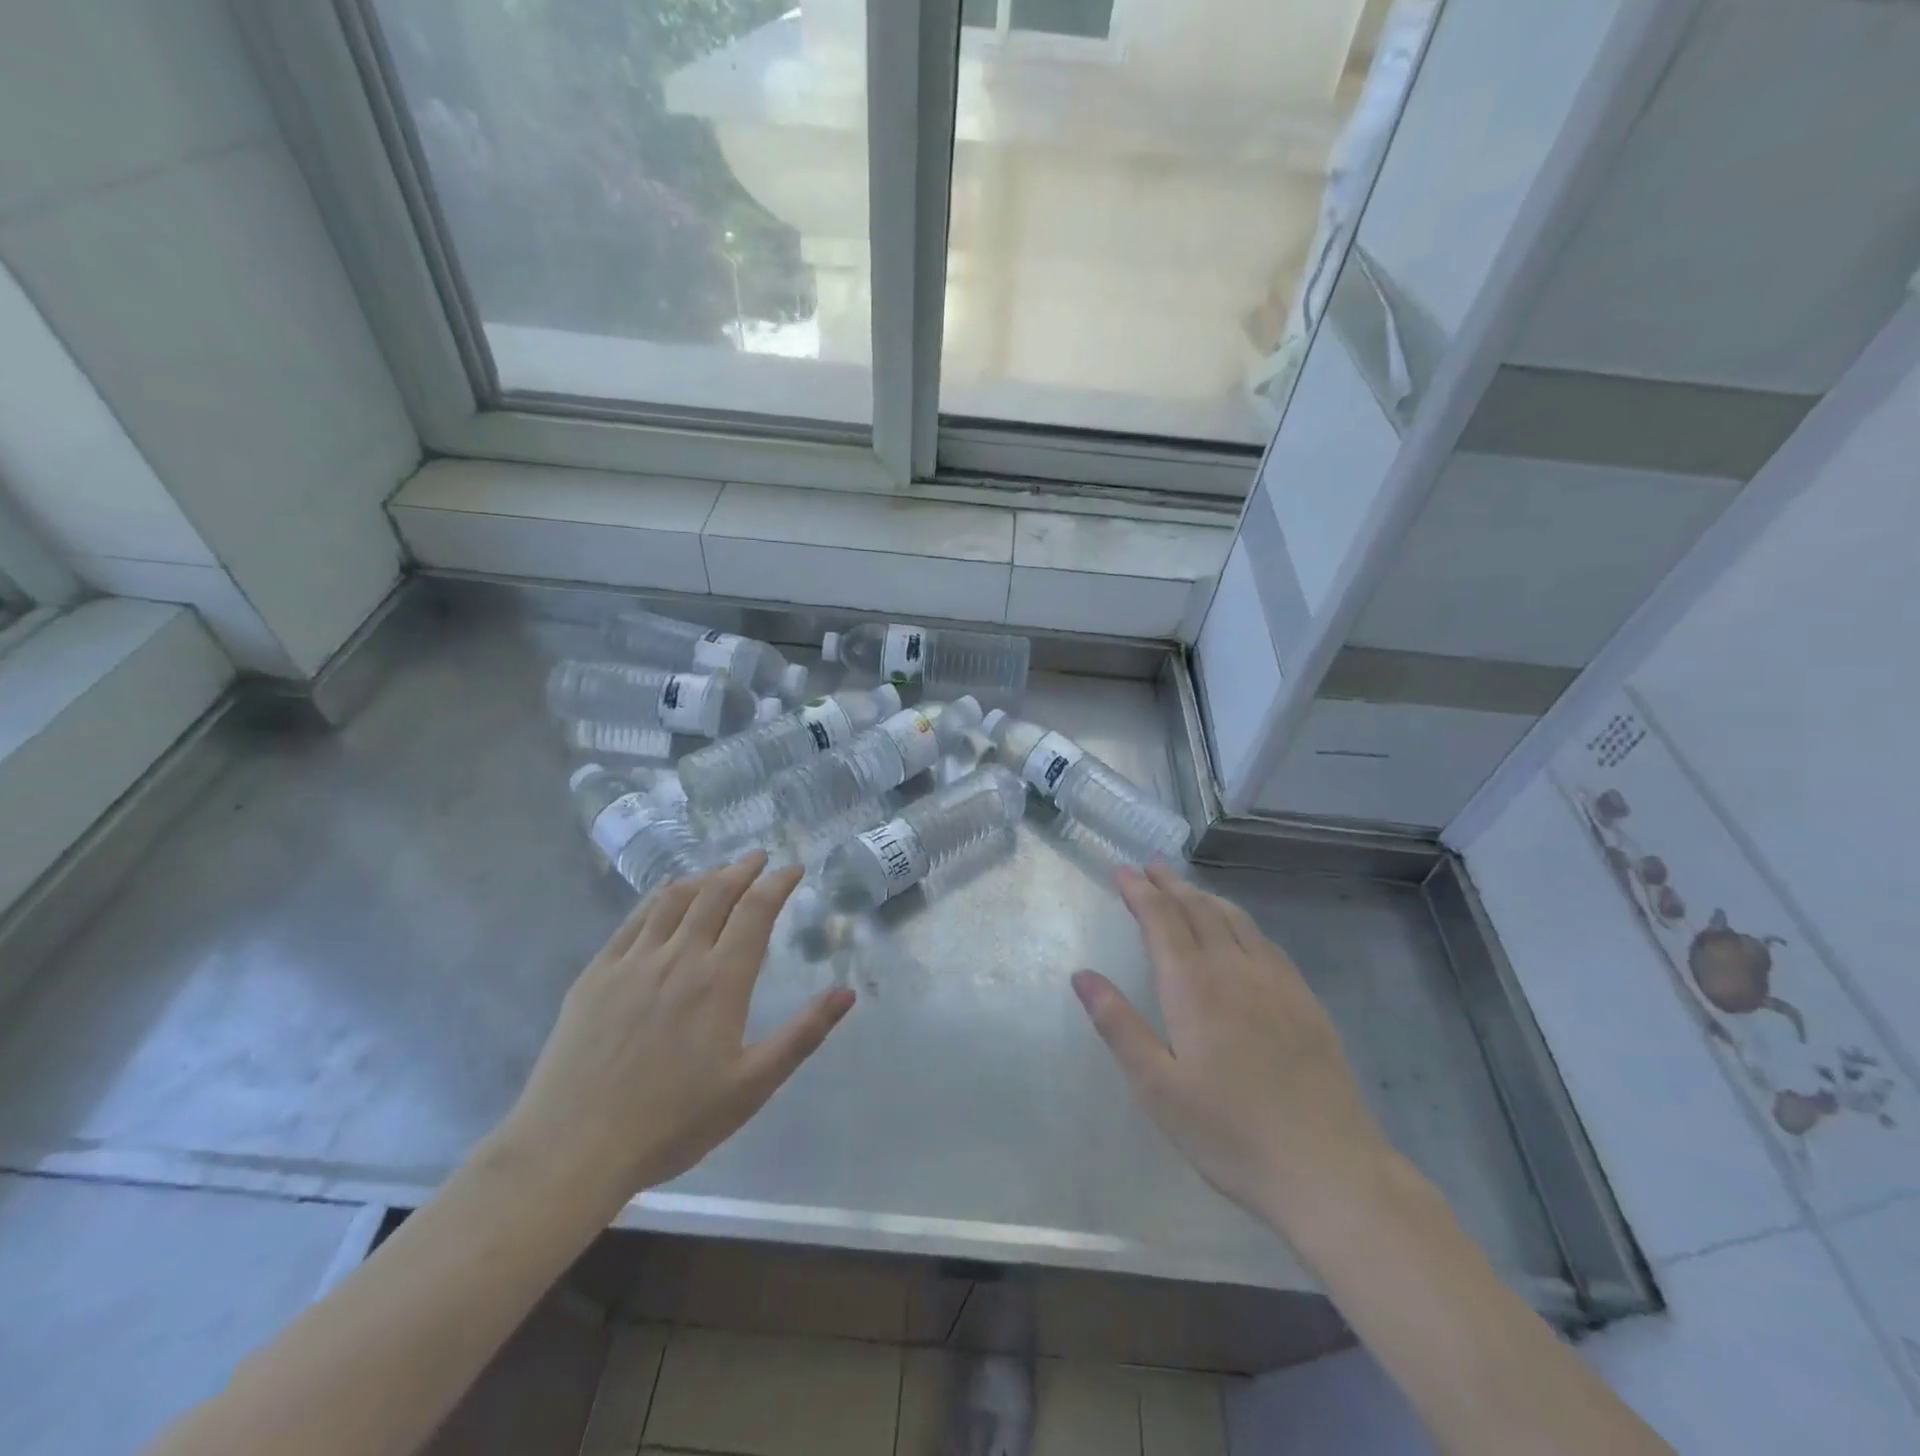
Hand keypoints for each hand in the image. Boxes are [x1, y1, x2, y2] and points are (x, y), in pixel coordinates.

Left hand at [499, 853, 854, 1212]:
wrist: (573, 1148)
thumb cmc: (673, 1122)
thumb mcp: (751, 1086)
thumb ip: (802, 1034)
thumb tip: (846, 992)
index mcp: (721, 981)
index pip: (756, 911)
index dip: (778, 883)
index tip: (793, 869)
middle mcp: (679, 957)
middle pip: (716, 893)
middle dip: (742, 869)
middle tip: (759, 858)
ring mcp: (633, 961)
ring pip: (675, 899)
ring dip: (704, 877)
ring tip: (720, 871)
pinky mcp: (597, 974)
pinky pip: (634, 919)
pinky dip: (658, 896)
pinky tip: (666, 893)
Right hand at [1073, 865, 1394, 1228]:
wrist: (1329, 1170)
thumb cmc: (1230, 1133)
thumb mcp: (1157, 1088)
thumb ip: (1118, 1025)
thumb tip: (1081, 976)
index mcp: (1193, 986)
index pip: (1161, 919)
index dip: (1139, 891)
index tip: (1121, 871)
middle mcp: (1234, 969)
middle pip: (1198, 909)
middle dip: (1169, 884)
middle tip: (1148, 866)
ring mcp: (1276, 982)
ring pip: (1235, 919)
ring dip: (1204, 896)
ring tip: (1185, 888)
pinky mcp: (1305, 1000)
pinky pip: (1265, 941)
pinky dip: (1240, 920)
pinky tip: (1239, 931)